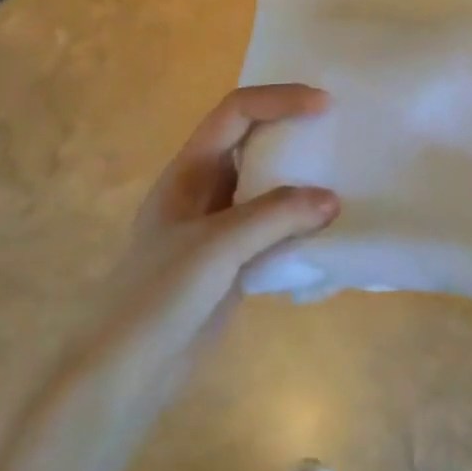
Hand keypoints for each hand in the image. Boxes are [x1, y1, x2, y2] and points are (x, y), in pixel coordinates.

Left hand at [107, 84, 338, 355]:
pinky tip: (328, 232)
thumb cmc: (159, 296)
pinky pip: (273, 229)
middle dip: (294, 132)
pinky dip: (300, 224)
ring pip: (266, 187)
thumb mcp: (216, 248)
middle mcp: (204, 190)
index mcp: (189, 171)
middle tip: (339, 134)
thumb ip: (274, 217)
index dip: (279, 99)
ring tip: (343, 178)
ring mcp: (219, 227)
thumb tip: (332, 199)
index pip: (236, 113)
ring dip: (301, 180)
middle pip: (253, 143)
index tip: (324, 105)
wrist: (128, 371)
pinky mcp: (232, 262)